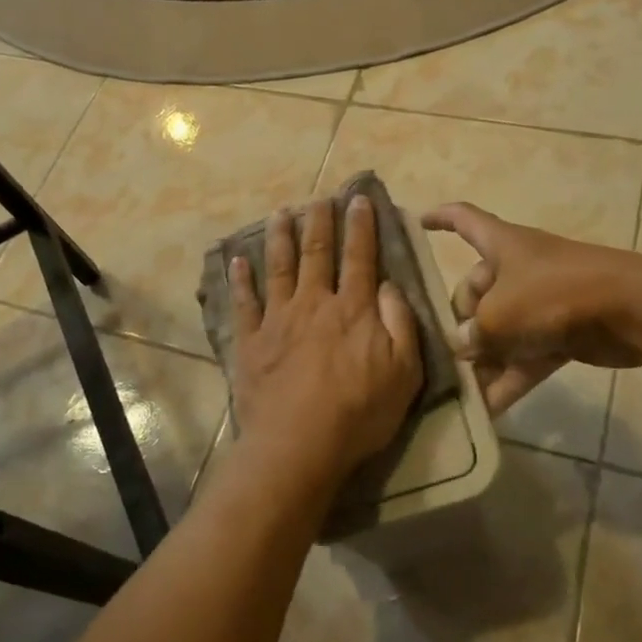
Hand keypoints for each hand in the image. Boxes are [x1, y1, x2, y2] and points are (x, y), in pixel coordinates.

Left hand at [229, 197, 423, 486]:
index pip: (359, 257)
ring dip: (281, 237)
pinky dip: (240, 280)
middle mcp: (314, 303)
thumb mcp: (404, 372)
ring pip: (279, 267)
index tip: (359, 200)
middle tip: (319, 197)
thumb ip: (400, 323)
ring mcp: (278, 319)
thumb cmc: (359, 412)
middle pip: (317, 253)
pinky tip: (237, 261)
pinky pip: (244, 303)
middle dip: (319, 221)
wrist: (299, 444)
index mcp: (352, 309)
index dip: (361, 226)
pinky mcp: (251, 341)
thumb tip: (390, 284)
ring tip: (280, 213)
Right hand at [422, 202, 641, 414]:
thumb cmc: (552, 295)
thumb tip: (463, 346)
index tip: (417, 222)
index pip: (463, 219)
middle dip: (460, 320)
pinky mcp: (561, 333)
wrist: (630, 311)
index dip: (439, 218)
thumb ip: (472, 333)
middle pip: (476, 289)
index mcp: (501, 245)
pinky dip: (508, 379)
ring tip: (459, 389)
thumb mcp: (499, 315)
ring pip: (500, 328)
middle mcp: (518, 269)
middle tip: (449, 352)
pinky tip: (487, 411)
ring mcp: (541, 301)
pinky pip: (524, 355)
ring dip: (483, 358)